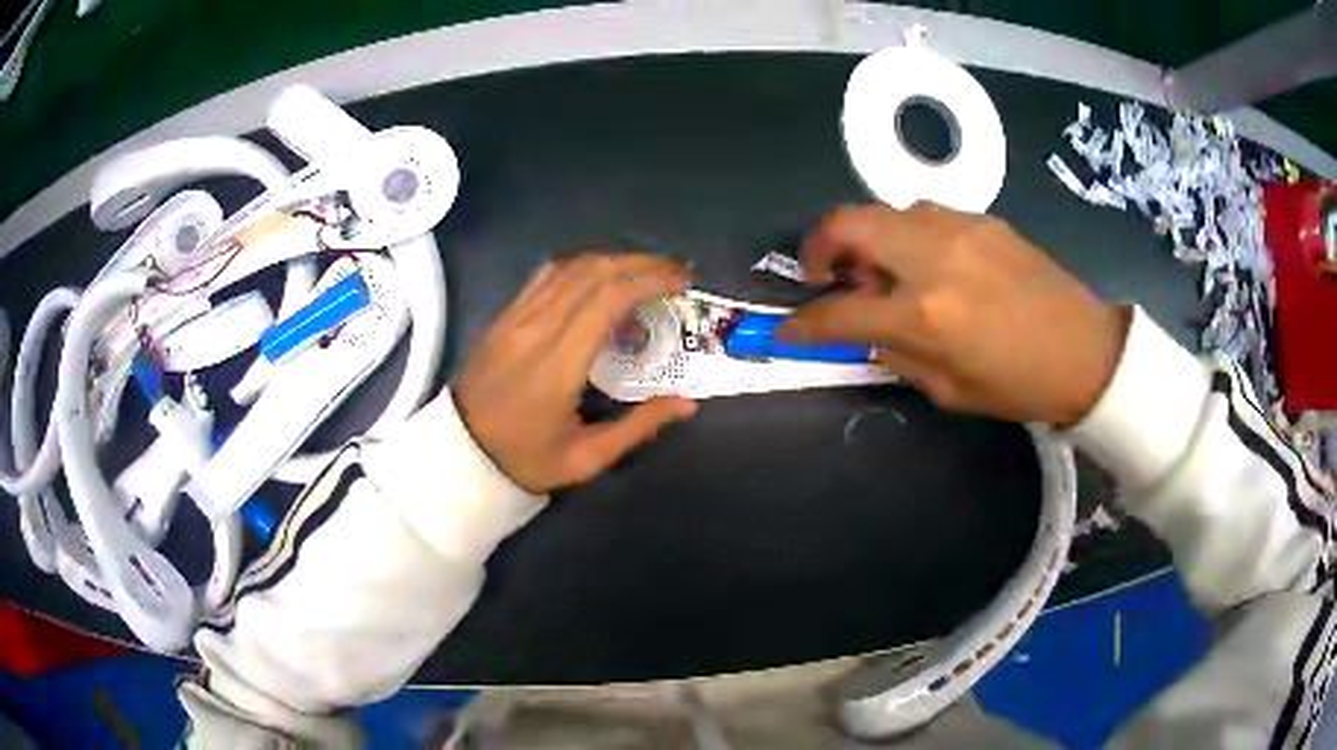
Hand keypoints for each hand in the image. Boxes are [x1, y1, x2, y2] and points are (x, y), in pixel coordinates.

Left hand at [453, 253, 698, 492]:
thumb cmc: (524, 459)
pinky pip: (545, 275)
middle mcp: (536, 327)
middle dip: (639, 263)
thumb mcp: (586, 459)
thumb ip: (638, 427)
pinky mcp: (503, 314)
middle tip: (673, 273)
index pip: (607, 298)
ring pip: (568, 266)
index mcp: (558, 363)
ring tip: (643, 273)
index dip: (649, 280)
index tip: (680, 281)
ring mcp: (515, 316)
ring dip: (612, 261)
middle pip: (592, 271)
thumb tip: (688, 403)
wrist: (458, 453)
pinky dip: (581, 268)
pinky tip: (599, 279)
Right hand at [785, 203, 1128, 426]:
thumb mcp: (949, 391)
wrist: (1086, 350)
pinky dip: (907, 235)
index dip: (804, 323)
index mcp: (926, 314)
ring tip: (882, 271)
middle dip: (819, 246)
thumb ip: (897, 354)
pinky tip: (927, 263)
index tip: (787, 330)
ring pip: (885, 211)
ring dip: (867, 237)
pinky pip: (924, 215)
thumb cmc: (1019, 385)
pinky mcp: (982, 219)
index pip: (840, 311)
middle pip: (848, 223)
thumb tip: (864, 331)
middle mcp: (933, 257)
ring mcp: (958, 228)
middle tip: (824, 275)